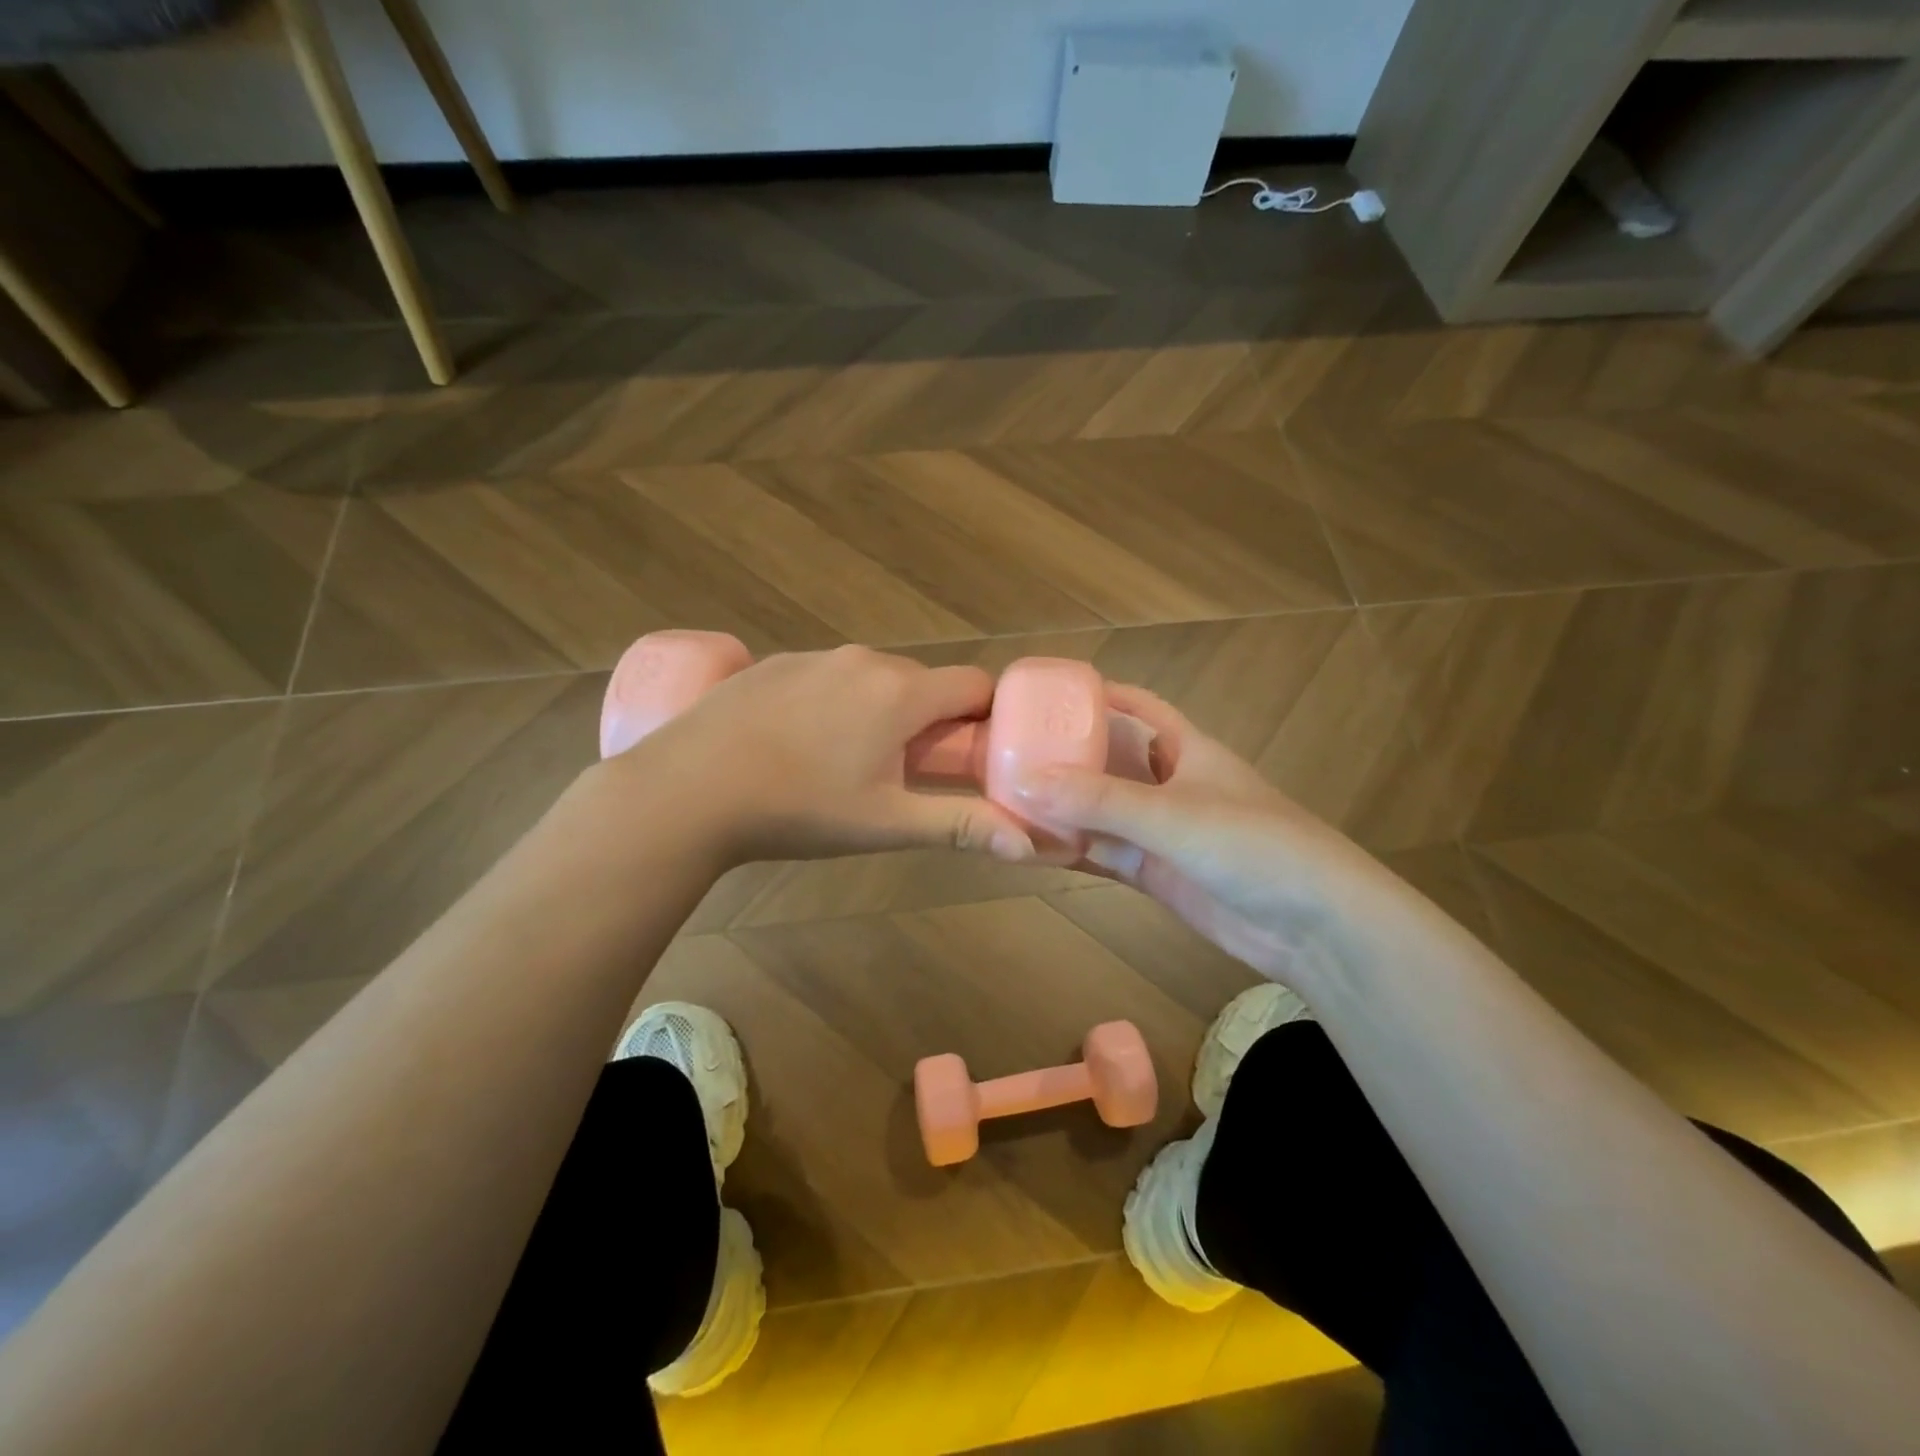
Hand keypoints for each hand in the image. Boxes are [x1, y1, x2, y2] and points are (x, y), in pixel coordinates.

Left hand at [611, 644, 1037, 864]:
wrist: (688, 790)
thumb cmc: (800, 808)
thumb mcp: (886, 823)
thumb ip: (961, 827)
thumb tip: (1030, 847)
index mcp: (901, 693)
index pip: (973, 684)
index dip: (983, 716)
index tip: (972, 753)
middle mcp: (863, 660)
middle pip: (922, 682)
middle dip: (928, 719)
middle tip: (907, 771)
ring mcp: (812, 656)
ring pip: (871, 678)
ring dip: (878, 710)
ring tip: (846, 761)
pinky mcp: (771, 663)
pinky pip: (825, 676)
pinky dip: (832, 701)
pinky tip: (798, 744)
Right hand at [1012, 684, 1403, 987]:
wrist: (1315, 926)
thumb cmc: (1252, 845)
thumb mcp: (1172, 813)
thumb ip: (1098, 800)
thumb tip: (1022, 781)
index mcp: (1185, 747)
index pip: (1136, 707)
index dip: (1095, 696)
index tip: (1042, 696)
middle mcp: (1169, 783)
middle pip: (1108, 760)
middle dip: (1064, 756)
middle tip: (1005, 753)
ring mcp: (1162, 832)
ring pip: (1100, 811)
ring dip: (1061, 808)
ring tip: (1004, 799)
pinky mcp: (1156, 874)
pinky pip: (1104, 854)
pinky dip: (1072, 850)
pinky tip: (1030, 849)